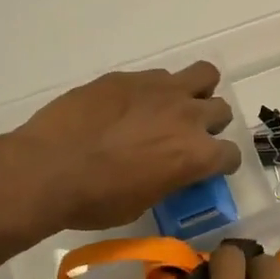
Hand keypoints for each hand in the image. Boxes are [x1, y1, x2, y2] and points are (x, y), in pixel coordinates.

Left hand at [9, 61, 242, 232]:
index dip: (221, 164)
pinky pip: (159, 76)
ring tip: (171, 108)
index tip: (208, 168)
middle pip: (221, 110)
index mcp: (196, 155)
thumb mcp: (142, 203)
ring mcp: (160, 89)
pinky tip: (130, 106)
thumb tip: (168, 171)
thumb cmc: (95, 199)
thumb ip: (168, 180)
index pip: (231, 154)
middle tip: (185, 137)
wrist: (48, 168)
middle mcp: (188, 116)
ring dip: (195, 93)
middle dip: (210, 125)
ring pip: (203, 75)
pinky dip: (155, 90)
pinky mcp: (129, 76)